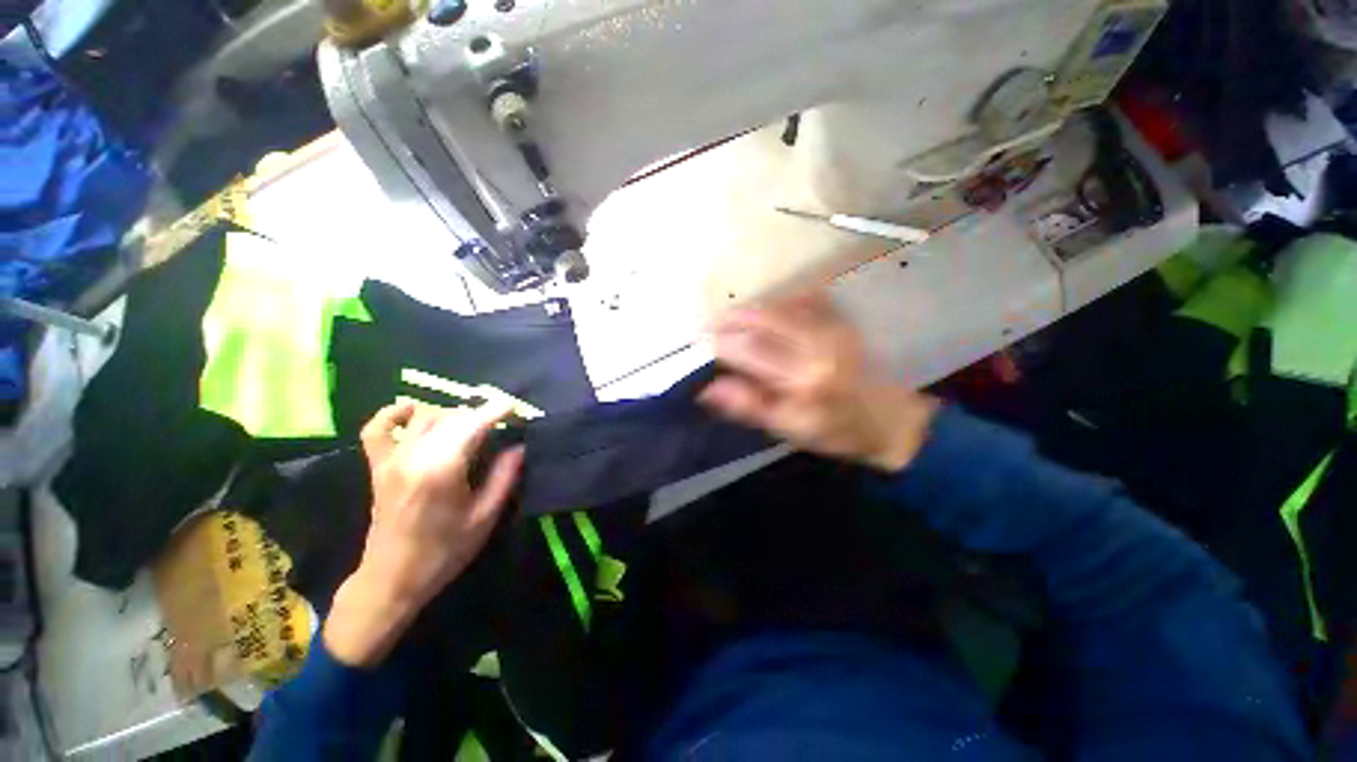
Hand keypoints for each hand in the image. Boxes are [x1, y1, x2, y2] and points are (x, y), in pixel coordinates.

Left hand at [324, 401, 524, 667]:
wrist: (392, 579)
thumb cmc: (445, 551)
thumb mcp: (485, 517)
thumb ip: (504, 477)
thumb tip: (519, 446)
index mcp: (442, 469)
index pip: (472, 424)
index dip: (496, 411)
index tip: (515, 407)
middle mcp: (414, 456)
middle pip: (451, 417)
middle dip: (480, 414)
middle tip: (501, 424)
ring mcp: (392, 459)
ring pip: (425, 417)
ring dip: (452, 415)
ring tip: (471, 426)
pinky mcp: (378, 466)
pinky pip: (377, 428)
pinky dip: (395, 413)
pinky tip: (414, 410)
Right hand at [700, 291, 938, 471]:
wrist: (891, 419)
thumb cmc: (837, 431)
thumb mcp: (789, 429)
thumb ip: (749, 406)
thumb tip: (709, 388)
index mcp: (804, 376)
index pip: (749, 348)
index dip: (720, 343)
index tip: (702, 345)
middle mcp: (818, 342)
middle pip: (762, 317)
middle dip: (731, 319)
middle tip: (711, 327)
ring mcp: (832, 326)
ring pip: (779, 304)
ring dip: (750, 310)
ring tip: (732, 322)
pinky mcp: (841, 319)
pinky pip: (800, 299)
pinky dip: (777, 304)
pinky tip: (766, 315)